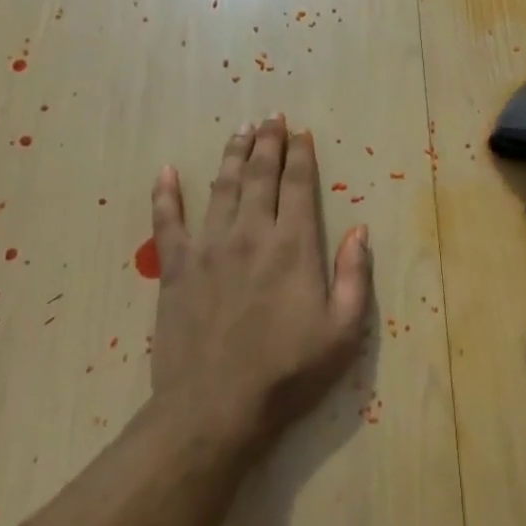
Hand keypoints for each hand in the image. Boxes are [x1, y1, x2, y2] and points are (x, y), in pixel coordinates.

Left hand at [146, 115, 373, 450]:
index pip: (299, 186)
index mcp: (294, 246)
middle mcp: (251, 234)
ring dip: (231, 155)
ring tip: (240, 130)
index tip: (301, 133)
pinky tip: (166, 171)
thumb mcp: (343, 331)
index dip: (301, 155)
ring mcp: (209, 248)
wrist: (215, 408)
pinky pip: (167, 222)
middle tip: (271, 116)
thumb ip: (355, 276)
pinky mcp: (175, 268)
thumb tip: (360, 230)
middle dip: (268, 142)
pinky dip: (165, 194)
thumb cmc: (288, 372)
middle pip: (260, 175)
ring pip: (221, 187)